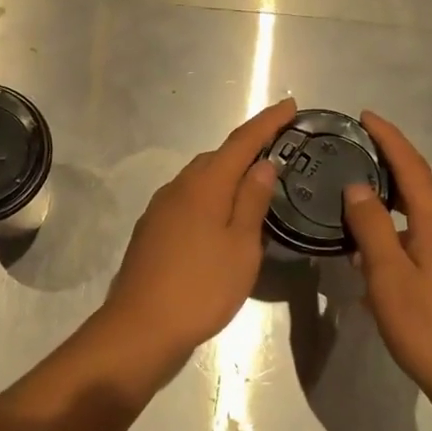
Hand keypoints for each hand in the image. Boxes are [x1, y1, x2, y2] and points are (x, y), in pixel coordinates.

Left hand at [99, 99, 295, 371]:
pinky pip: (188, 199)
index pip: (241, 141)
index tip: (290, 105)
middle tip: (278, 150)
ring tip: (255, 184)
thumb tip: (262, 164)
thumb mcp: (241, 247)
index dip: (267, 122)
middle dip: (247, 148)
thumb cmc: (202, 287)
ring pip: (200, 178)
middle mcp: (178, 187)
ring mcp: (160, 207)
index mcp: (204, 184)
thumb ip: (252, 201)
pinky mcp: (152, 229)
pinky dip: (210, 196)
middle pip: (217, 157)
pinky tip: (221, 217)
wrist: (140, 326)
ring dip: (227, 173)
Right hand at [341, 111, 431, 408]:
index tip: (367, 117)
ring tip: (359, 253)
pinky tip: (388, 284)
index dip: (390, 139)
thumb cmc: (430, 329)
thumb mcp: (388, 277)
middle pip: (419, 199)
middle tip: (348, 191)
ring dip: (392, 233)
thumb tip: (359, 187)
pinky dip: (407, 255)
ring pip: (424, 232)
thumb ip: (372, 227)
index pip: (413, 167)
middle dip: (384, 191)